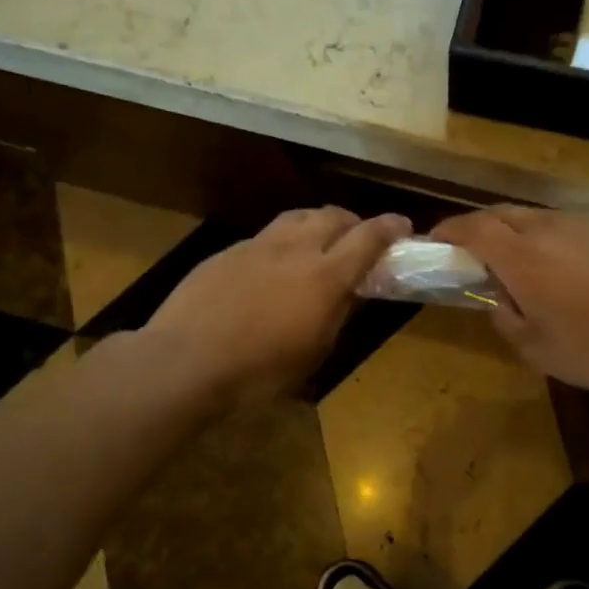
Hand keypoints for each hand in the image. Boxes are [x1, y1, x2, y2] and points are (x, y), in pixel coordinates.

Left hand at [141, 207, 410, 403]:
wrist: (185, 361)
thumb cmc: (258, 371)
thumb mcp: (313, 352)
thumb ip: (337, 314)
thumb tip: (352, 292)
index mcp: (324, 277)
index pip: (367, 239)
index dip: (389, 228)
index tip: (403, 226)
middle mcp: (294, 249)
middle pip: (332, 216)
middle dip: (353, 222)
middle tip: (359, 238)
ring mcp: (256, 246)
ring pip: (297, 218)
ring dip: (317, 223)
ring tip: (319, 240)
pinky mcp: (227, 252)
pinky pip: (265, 236)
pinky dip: (283, 241)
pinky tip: (274, 265)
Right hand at [433, 207, 588, 391]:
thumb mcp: (538, 350)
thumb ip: (506, 319)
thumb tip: (497, 299)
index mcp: (523, 257)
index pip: (473, 229)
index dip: (448, 231)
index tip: (434, 242)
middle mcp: (549, 228)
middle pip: (501, 213)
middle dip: (477, 228)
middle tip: (469, 253)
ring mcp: (585, 225)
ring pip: (535, 216)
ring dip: (513, 232)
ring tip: (515, 263)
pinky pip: (565, 226)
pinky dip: (547, 238)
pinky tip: (560, 267)